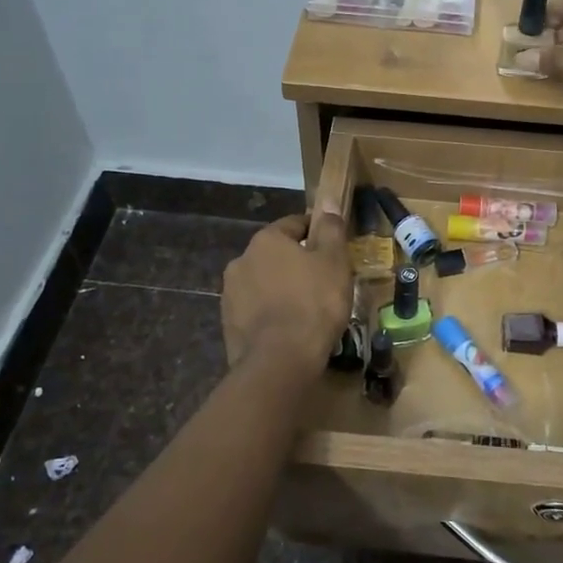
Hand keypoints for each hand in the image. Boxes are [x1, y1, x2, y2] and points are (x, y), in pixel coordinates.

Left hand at [222, 213, 352, 372]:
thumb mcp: (334, 261)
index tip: (333, 249)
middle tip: (323, 282)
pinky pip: (256, 310)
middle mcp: (241, 260)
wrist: (280, 360)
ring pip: (264, 282)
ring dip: (281, 289)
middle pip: (276, 254)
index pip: (294, 224)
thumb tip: (328, 202)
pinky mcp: (228, 323)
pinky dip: (270, 313)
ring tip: (306, 309)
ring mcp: (230, 293)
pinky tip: (289, 329)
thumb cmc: (314, 303)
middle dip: (296, 263)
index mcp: (266, 240)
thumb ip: (331, 229)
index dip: (316, 233)